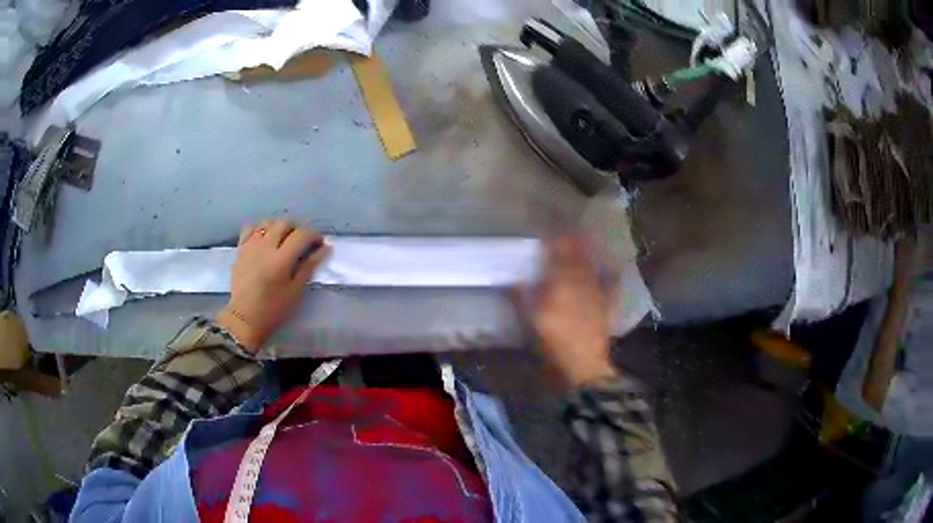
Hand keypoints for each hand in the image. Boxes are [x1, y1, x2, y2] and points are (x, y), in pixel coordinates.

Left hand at [216, 219, 330, 351]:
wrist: (245, 318)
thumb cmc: (274, 309)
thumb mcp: (295, 291)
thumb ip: (309, 266)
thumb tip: (324, 248)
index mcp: (280, 260)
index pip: (301, 235)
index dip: (313, 236)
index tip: (319, 243)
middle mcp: (265, 248)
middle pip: (284, 223)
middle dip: (297, 229)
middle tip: (301, 242)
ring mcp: (250, 246)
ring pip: (267, 222)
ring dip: (278, 227)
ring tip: (282, 239)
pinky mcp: (240, 249)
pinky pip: (249, 228)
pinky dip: (259, 229)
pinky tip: (263, 239)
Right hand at [512, 236, 616, 387]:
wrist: (583, 365)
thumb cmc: (552, 342)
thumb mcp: (529, 321)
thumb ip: (519, 297)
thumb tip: (509, 278)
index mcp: (559, 283)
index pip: (557, 254)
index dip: (555, 239)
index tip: (549, 226)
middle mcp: (579, 283)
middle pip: (576, 257)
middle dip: (572, 242)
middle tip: (568, 230)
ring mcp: (594, 294)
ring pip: (590, 268)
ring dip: (586, 254)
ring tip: (583, 243)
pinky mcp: (604, 307)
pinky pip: (609, 286)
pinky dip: (610, 276)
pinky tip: (613, 269)